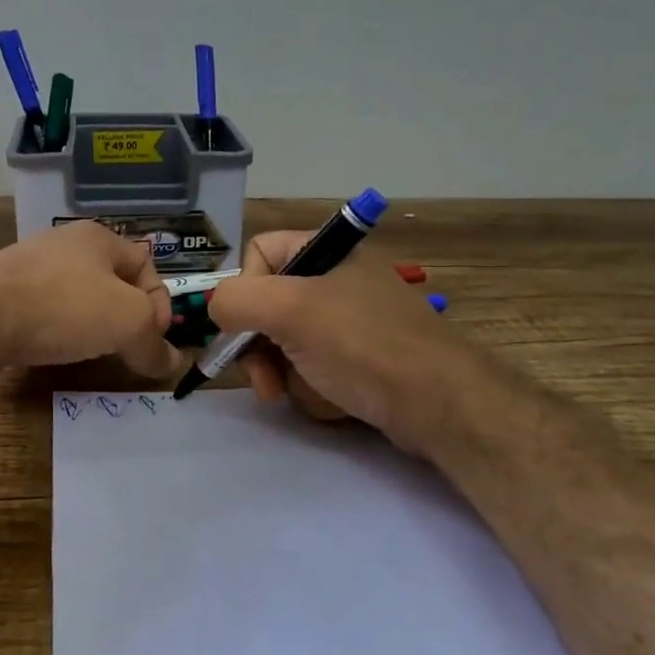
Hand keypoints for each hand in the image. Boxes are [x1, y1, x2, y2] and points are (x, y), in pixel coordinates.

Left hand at [0, 220, 183, 378]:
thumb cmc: (63, 306)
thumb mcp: (126, 322)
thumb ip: (154, 344)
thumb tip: (171, 365)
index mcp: (100, 237)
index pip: (147, 267)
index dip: (158, 305)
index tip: (151, 340)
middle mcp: (66, 242)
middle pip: (113, 282)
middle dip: (126, 317)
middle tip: (126, 348)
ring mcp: (31, 264)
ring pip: (80, 297)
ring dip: (93, 325)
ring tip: (91, 351)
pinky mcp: (4, 289)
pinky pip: (48, 309)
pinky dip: (60, 329)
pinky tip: (54, 347)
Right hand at [208, 230, 467, 454]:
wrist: (440, 404)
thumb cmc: (362, 346)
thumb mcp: (290, 312)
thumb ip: (236, 299)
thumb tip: (215, 306)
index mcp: (326, 251)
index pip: (259, 252)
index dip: (244, 289)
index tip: (245, 327)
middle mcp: (337, 278)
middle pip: (268, 304)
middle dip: (261, 347)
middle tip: (266, 382)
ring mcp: (350, 320)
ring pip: (286, 341)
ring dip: (286, 372)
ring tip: (304, 393)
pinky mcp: (360, 357)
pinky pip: (314, 365)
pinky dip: (313, 386)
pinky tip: (332, 400)